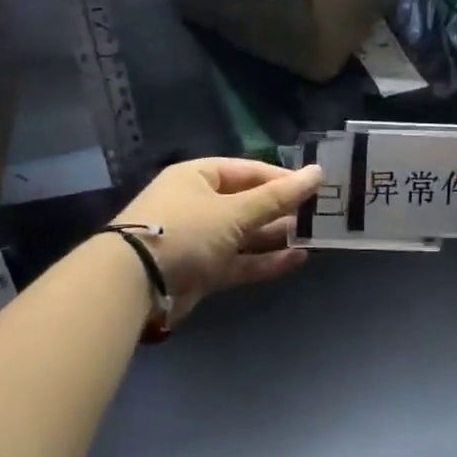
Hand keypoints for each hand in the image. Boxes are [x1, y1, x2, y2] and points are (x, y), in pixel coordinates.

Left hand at [106, 157, 321, 321]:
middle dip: (282, 210)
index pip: (248, 171)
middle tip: (319, 214)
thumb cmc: (186, 231)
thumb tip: (318, 173)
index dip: (281, 178)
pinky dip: (266, 261)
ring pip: (246, 235)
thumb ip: (278, 197)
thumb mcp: (235, 211)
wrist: (136, 284)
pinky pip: (241, 261)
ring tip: (314, 236)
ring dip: (277, 236)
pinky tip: (298, 259)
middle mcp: (198, 205)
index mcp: (198, 177)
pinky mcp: (203, 271)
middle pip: (248, 203)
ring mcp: (200, 240)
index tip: (314, 187)